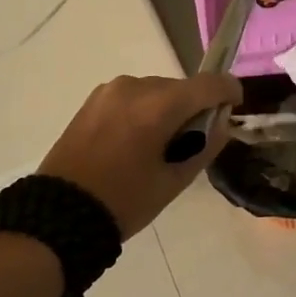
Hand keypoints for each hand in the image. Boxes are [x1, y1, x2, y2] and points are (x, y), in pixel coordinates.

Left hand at [39, 74, 241, 238]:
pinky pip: (133, 97)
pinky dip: (144, 111)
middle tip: (192, 143)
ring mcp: (110, 90)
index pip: (209, 84)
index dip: (229, 91)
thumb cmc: (125, 201)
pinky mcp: (93, 100)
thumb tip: (221, 122)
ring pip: (157, 91)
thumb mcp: (174, 180)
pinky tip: (135, 142)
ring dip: (168, 109)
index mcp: (159, 106)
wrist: (59, 213)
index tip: (236, 106)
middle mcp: (135, 86)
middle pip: (182, 87)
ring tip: (159, 146)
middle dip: (195, 108)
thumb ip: (206, 145)